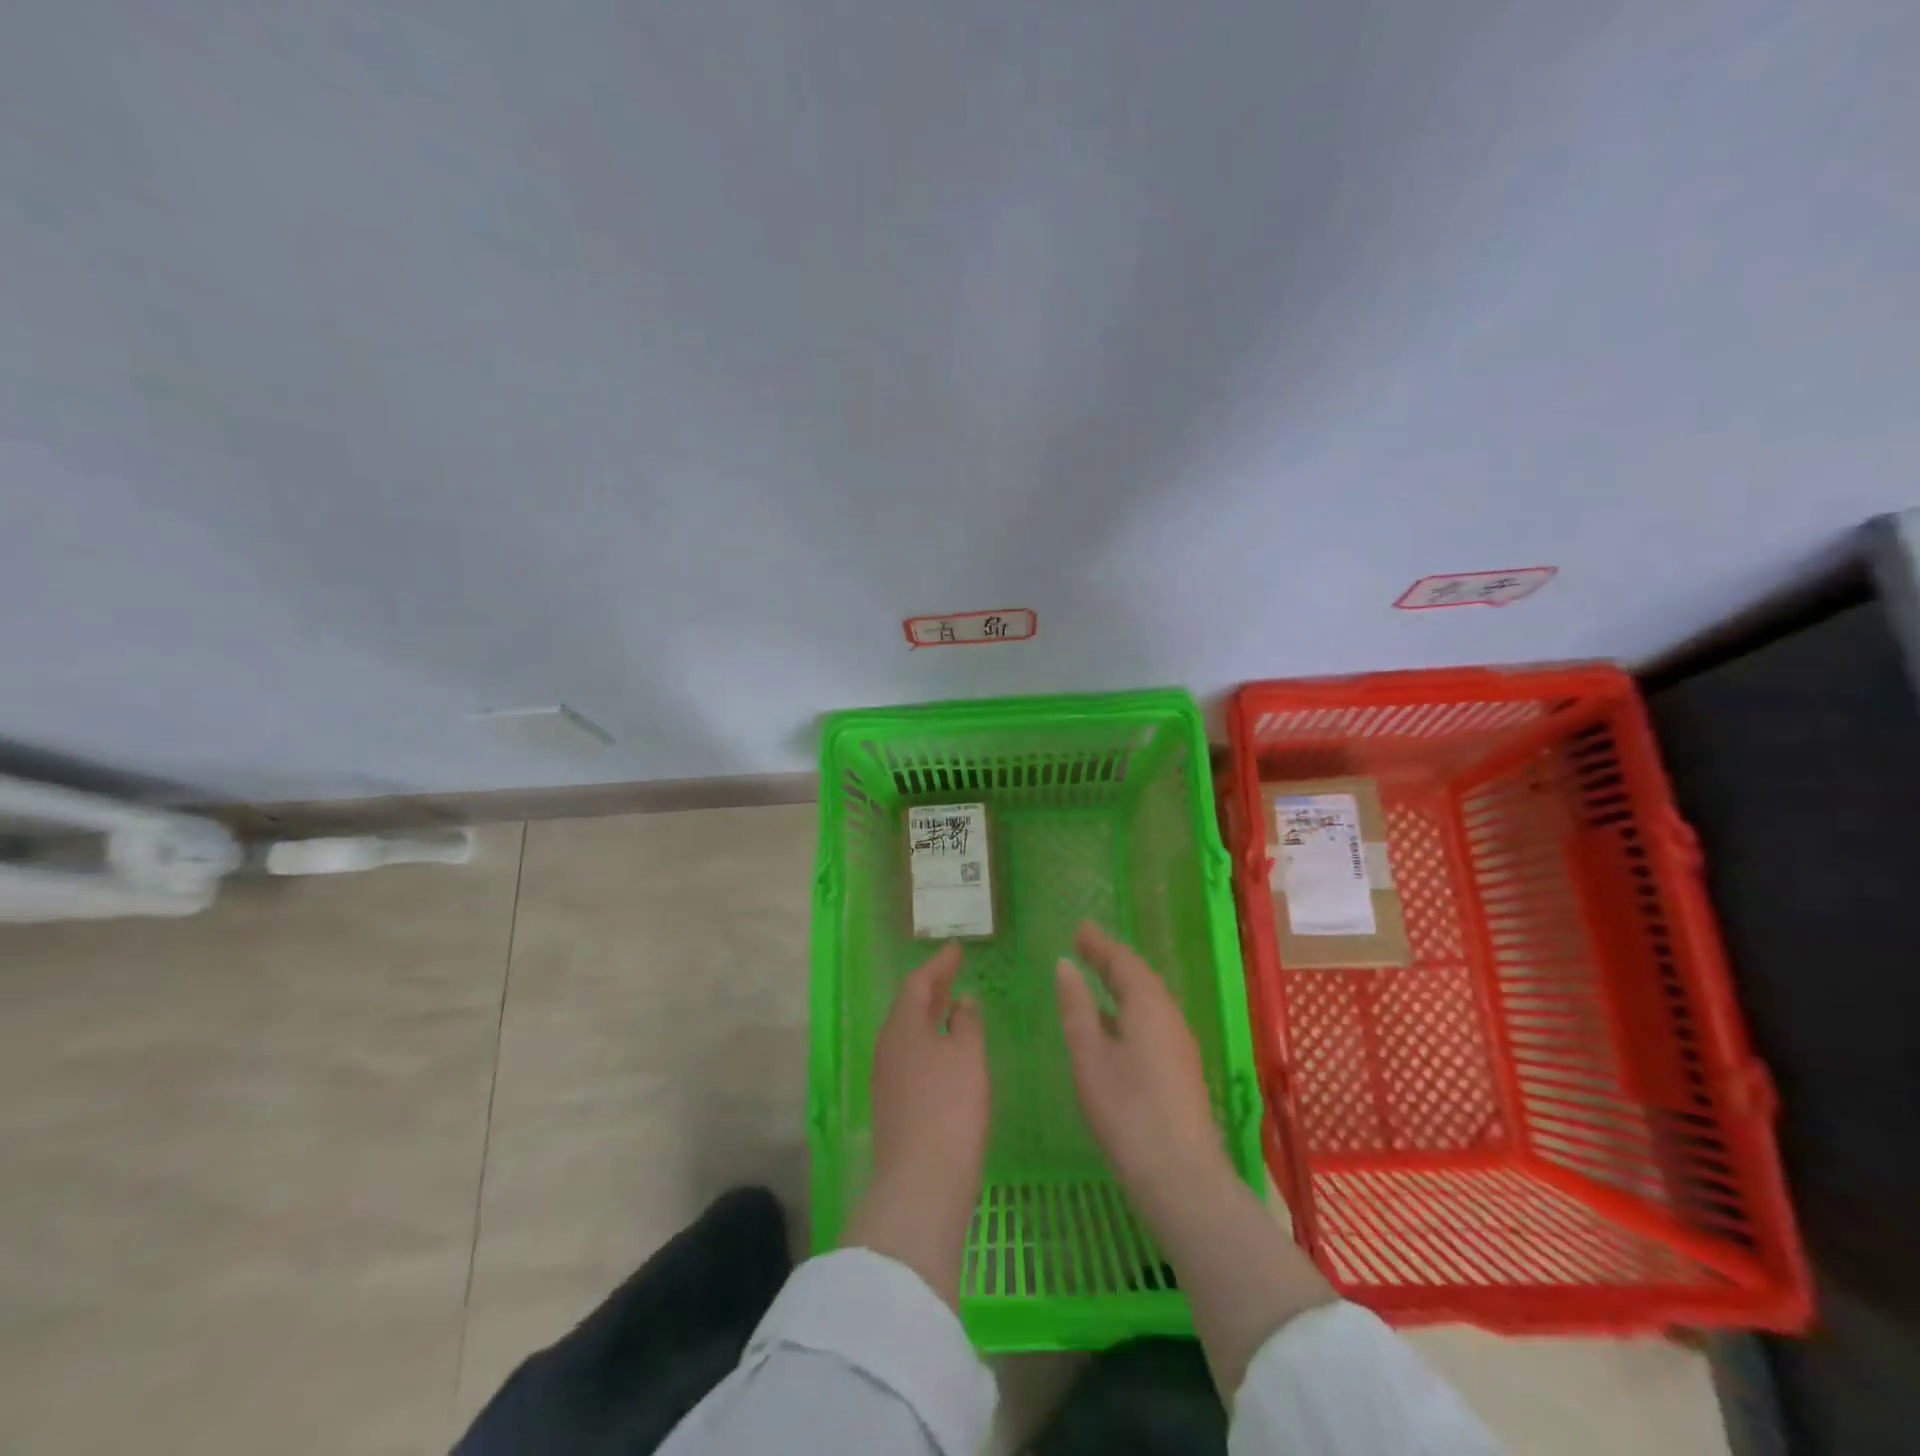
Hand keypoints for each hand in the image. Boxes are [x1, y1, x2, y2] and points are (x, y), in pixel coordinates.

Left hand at [844, 942, 987, 1306]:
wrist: (921, 1182)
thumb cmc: (950, 1107)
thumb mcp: (968, 1056)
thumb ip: (967, 1023)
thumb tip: (962, 1002)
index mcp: (902, 1026)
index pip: (918, 983)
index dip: (938, 965)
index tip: (956, 950)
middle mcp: (887, 1046)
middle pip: (908, 1006)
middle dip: (932, 987)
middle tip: (953, 972)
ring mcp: (886, 1076)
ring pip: (908, 1032)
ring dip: (929, 1015)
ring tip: (952, 1007)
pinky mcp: (892, 1103)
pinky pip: (909, 1055)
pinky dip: (927, 1041)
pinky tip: (945, 1051)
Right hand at [1058, 922, 1333, 1396]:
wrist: (1182, 1180)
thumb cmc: (1127, 1112)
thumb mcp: (1089, 1056)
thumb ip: (1076, 1008)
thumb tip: (1065, 965)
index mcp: (1148, 1007)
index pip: (1123, 962)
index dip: (1099, 944)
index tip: (1079, 929)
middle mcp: (1169, 1018)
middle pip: (1140, 978)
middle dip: (1111, 960)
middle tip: (1085, 946)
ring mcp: (1179, 1047)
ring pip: (1148, 1001)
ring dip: (1122, 985)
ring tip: (1096, 978)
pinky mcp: (1180, 1072)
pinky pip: (1152, 1022)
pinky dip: (1129, 1009)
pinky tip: (1113, 1027)